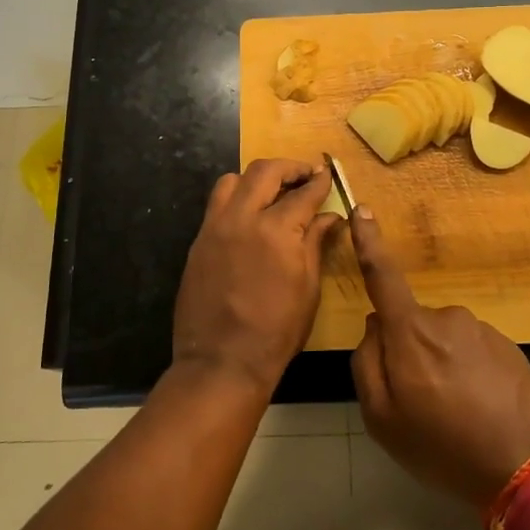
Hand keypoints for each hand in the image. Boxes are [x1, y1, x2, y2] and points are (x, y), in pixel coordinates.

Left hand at [172, 159, 344, 396]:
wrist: (221, 361)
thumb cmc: (276, 331)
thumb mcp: (308, 288)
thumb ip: (316, 243)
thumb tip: (330, 217)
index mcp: (276, 230)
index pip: (302, 192)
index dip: (318, 181)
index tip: (327, 174)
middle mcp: (242, 218)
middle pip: (264, 171)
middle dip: (288, 167)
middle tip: (304, 174)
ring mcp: (215, 227)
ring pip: (232, 180)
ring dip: (256, 178)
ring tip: (272, 191)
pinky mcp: (198, 240)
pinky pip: (216, 205)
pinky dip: (236, 198)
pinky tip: (249, 216)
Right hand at [349, 208, 529, 508]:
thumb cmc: (443, 447)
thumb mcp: (383, 419)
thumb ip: (367, 364)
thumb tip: (375, 327)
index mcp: (411, 331)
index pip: (383, 275)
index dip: (368, 241)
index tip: (361, 209)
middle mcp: (446, 318)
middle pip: (413, 324)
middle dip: (410, 352)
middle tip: (421, 404)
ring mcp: (482, 330)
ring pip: (445, 340)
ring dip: (443, 367)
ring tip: (457, 416)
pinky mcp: (509, 347)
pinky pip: (474, 353)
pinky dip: (471, 376)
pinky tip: (481, 412)